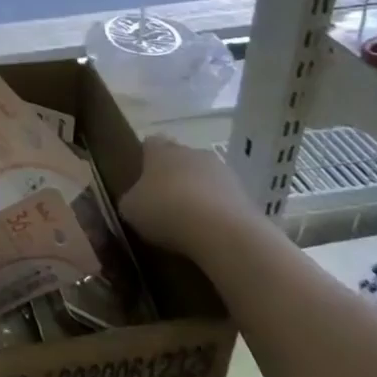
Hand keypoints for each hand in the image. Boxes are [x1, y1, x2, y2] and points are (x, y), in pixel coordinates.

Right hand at [119, 137, 258, 256]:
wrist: (222, 232)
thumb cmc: (166, 211)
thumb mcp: (131, 209)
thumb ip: (132, 199)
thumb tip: (136, 200)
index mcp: (160, 151)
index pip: (150, 143)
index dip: (146, 159)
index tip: (142, 179)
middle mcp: (192, 152)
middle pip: (180, 159)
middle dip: (174, 176)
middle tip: (165, 202)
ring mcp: (222, 171)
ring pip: (205, 178)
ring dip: (199, 193)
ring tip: (190, 222)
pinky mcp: (246, 194)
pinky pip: (224, 199)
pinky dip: (217, 211)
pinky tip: (210, 233)